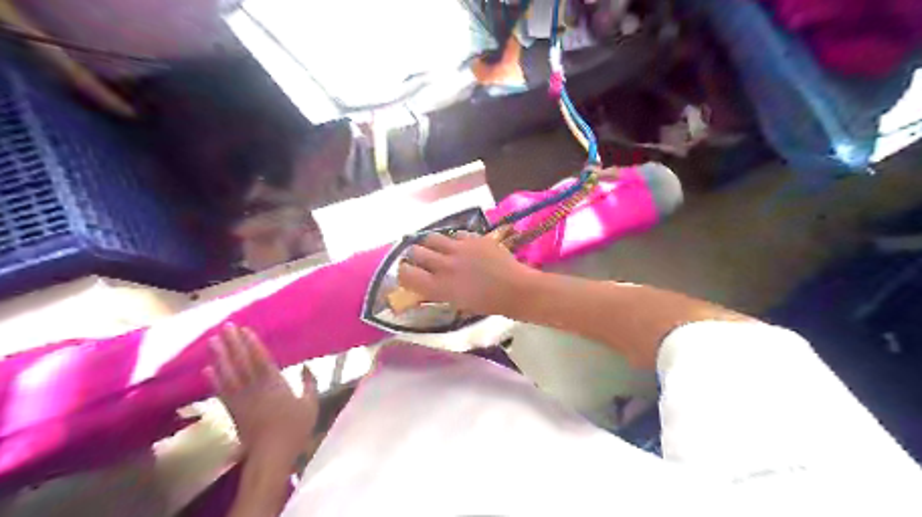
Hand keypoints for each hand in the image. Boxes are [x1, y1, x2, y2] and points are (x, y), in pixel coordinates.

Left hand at [202, 324, 318, 460]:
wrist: (271, 454)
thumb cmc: (295, 428)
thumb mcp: (311, 404)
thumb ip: (309, 383)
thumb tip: (307, 366)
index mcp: (275, 384)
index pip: (260, 359)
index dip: (251, 344)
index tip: (244, 329)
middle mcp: (255, 388)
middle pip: (241, 362)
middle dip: (233, 343)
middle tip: (225, 326)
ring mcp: (242, 399)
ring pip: (228, 374)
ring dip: (220, 356)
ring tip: (212, 341)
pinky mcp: (233, 410)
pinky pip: (222, 392)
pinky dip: (214, 380)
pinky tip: (207, 369)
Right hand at [393, 230, 533, 313]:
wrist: (516, 289)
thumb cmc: (488, 304)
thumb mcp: (458, 304)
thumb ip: (438, 292)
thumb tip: (425, 285)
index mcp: (440, 287)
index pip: (406, 274)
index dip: (403, 273)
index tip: (408, 274)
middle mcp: (445, 265)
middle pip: (415, 252)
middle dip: (414, 256)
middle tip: (421, 261)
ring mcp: (459, 248)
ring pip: (431, 238)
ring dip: (430, 244)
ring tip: (437, 249)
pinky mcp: (473, 238)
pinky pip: (454, 234)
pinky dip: (452, 240)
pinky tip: (459, 247)